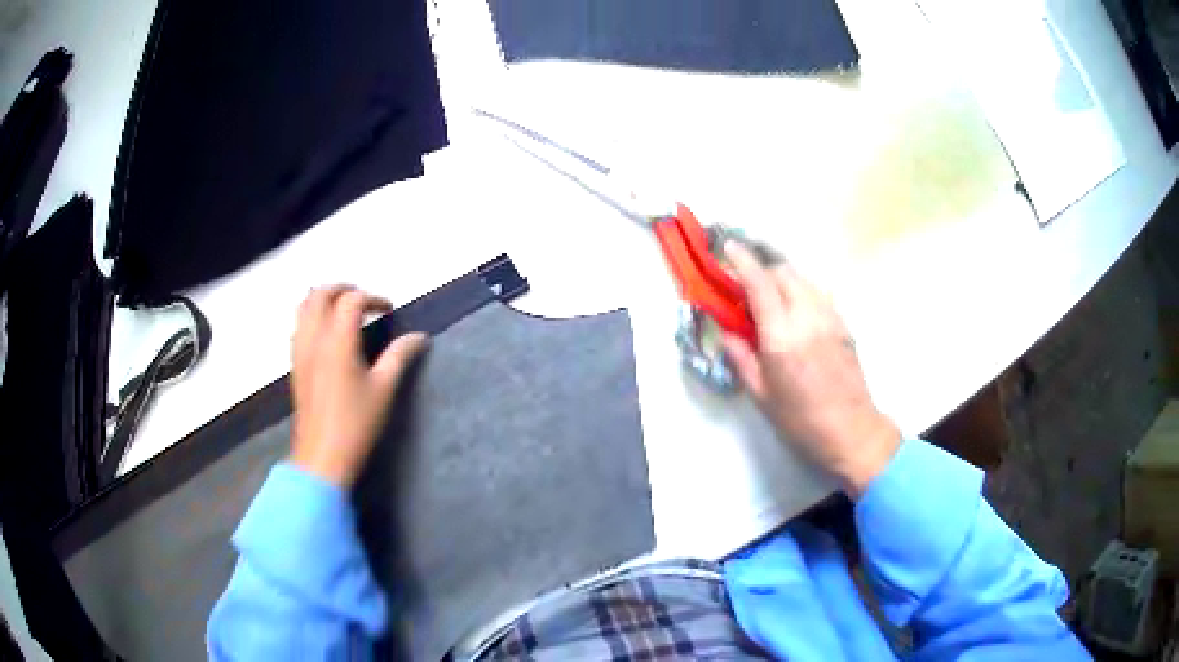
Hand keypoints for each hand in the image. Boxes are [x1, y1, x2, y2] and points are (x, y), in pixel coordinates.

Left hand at [289, 285, 426, 487]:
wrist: (322, 456)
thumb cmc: (356, 423)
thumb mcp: (384, 389)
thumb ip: (400, 356)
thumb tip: (419, 336)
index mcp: (338, 340)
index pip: (352, 300)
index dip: (373, 298)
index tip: (389, 309)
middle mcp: (314, 338)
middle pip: (320, 294)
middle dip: (343, 289)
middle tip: (364, 300)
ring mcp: (300, 351)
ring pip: (303, 307)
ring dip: (323, 299)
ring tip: (343, 310)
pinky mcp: (294, 365)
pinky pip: (298, 326)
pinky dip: (311, 316)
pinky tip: (326, 334)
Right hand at [722, 243, 900, 497]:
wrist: (851, 429)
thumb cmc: (801, 419)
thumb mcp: (761, 395)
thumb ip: (741, 358)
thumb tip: (726, 332)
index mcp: (781, 337)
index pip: (759, 283)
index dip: (741, 260)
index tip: (727, 248)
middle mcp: (807, 317)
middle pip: (782, 271)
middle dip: (761, 270)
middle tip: (746, 287)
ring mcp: (829, 317)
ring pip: (803, 278)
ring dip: (782, 279)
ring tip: (772, 299)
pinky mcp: (843, 323)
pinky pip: (818, 293)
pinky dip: (801, 291)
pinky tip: (796, 313)